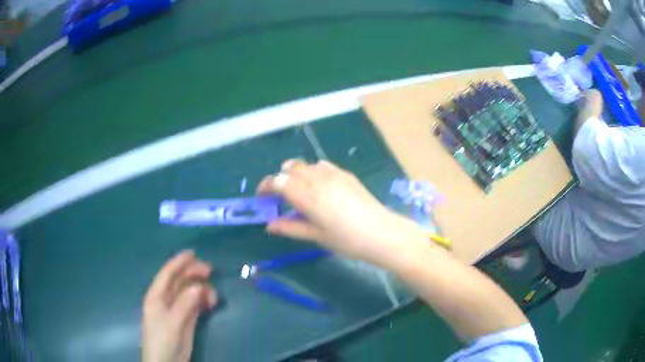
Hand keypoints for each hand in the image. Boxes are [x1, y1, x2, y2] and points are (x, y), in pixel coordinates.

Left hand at [142, 250, 217, 361]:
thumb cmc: (163, 340)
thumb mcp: (172, 323)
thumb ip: (184, 304)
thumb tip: (198, 286)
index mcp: (156, 296)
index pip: (167, 274)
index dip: (178, 262)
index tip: (193, 253)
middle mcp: (165, 299)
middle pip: (179, 281)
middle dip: (193, 273)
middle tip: (210, 270)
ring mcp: (176, 309)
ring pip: (189, 292)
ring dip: (201, 289)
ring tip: (214, 296)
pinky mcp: (185, 319)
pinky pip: (195, 304)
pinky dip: (203, 301)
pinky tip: (211, 303)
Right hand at [257, 159, 429, 268]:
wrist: (382, 233)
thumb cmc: (348, 241)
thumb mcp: (317, 237)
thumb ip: (291, 228)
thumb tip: (270, 225)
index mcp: (309, 197)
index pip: (279, 182)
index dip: (266, 186)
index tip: (262, 196)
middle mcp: (318, 180)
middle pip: (290, 168)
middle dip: (279, 179)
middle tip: (279, 196)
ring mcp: (334, 174)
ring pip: (305, 164)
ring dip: (295, 174)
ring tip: (297, 191)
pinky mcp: (345, 174)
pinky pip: (322, 165)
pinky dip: (312, 171)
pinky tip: (318, 186)